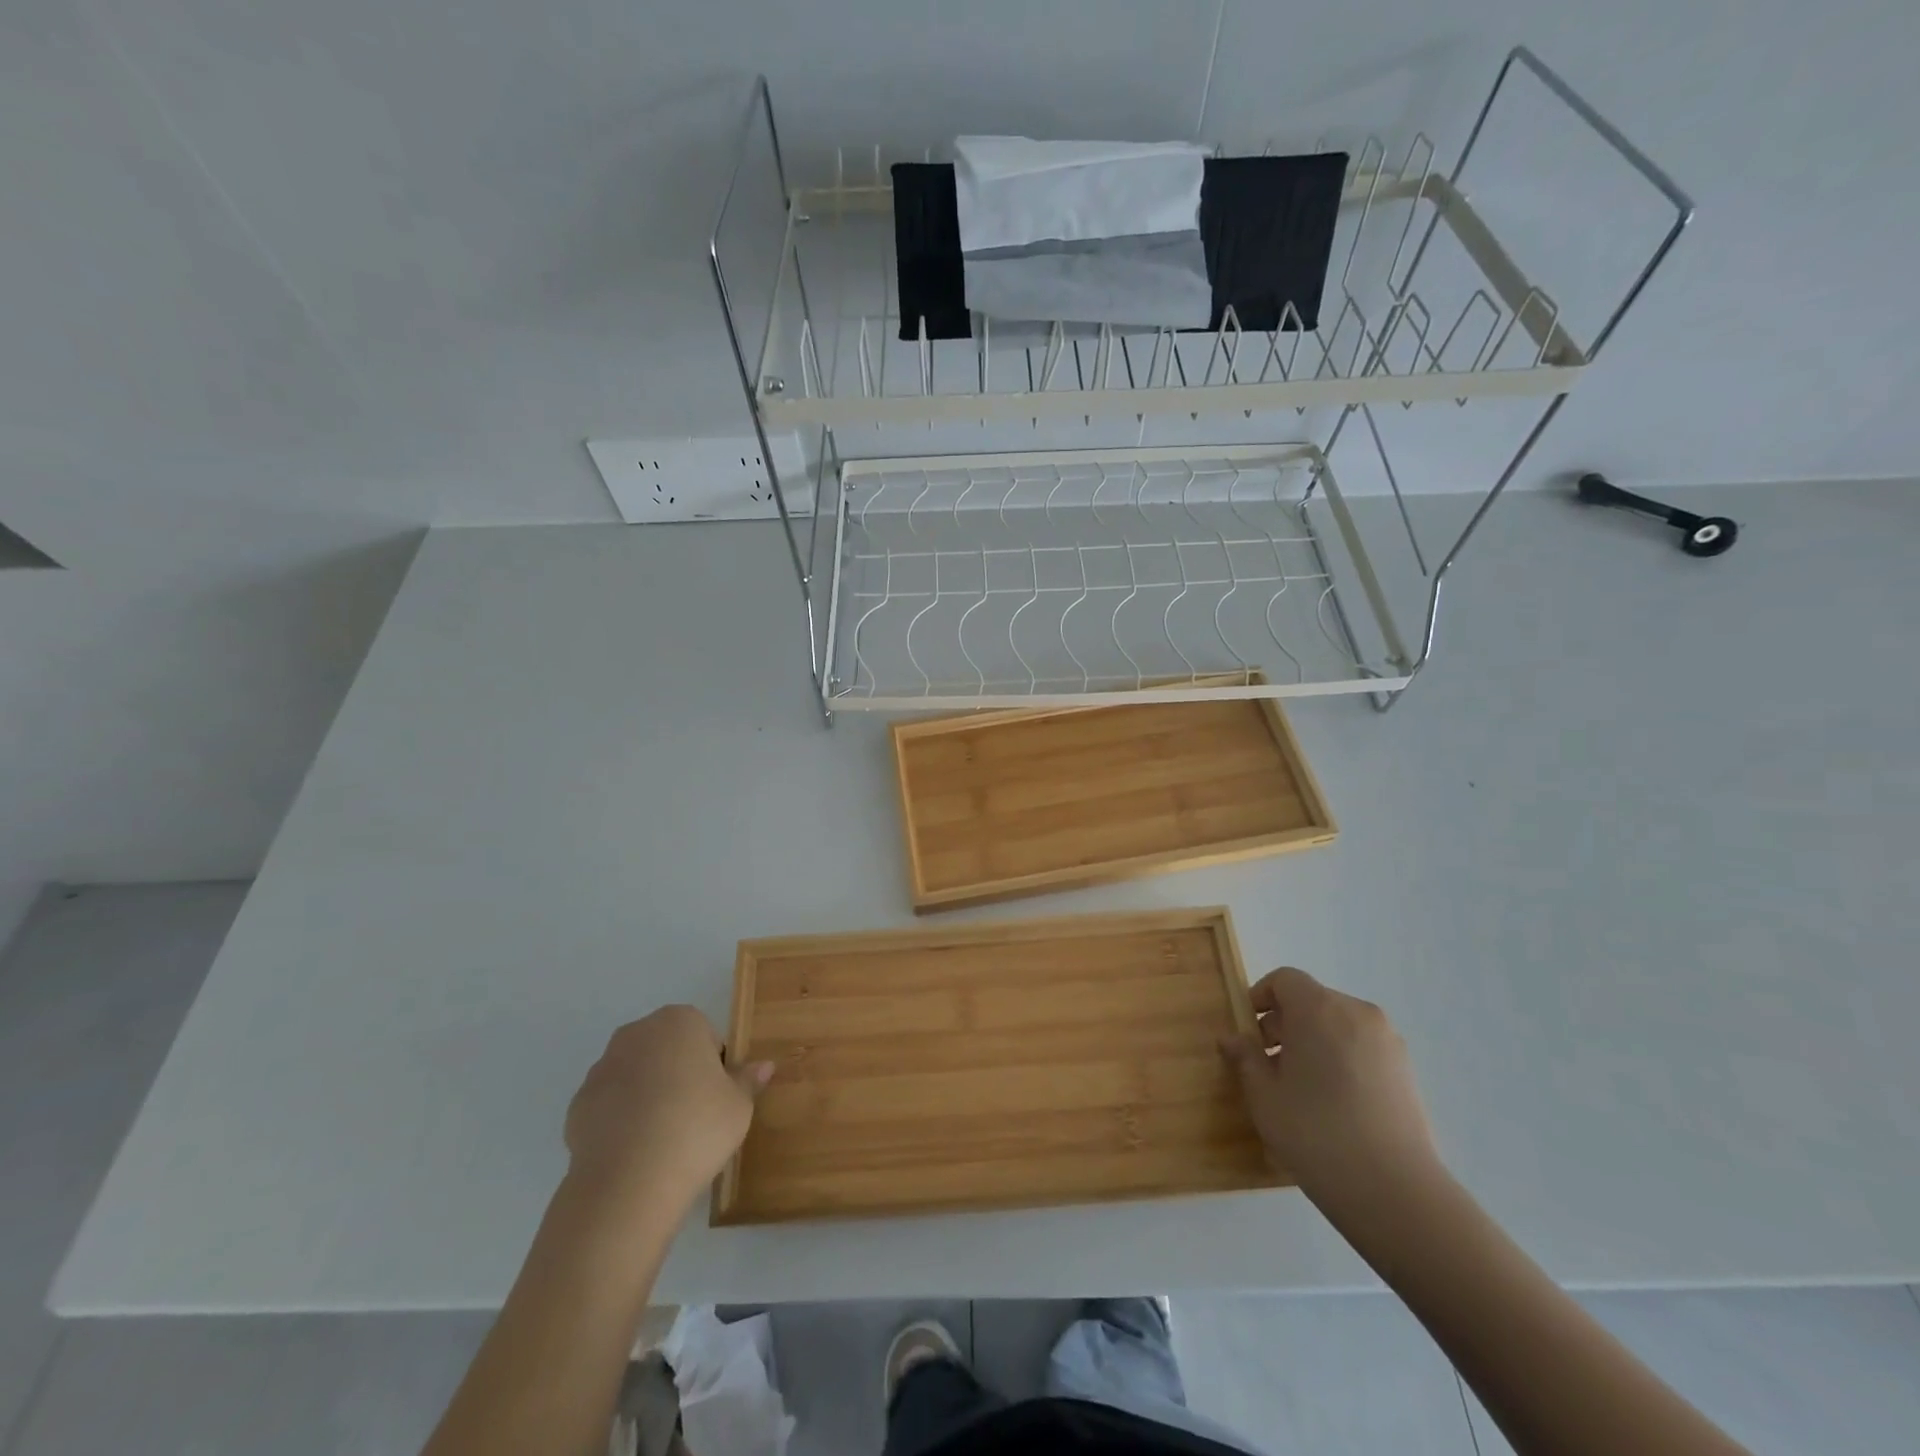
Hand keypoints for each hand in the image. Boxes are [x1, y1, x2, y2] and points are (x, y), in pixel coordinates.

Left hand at [564, 1006, 771, 1212]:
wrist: (627, 1183)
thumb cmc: (696, 1128)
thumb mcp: (738, 1106)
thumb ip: (749, 1080)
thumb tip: (764, 1065)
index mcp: (679, 1021)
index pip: (705, 1036)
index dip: (714, 1067)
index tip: (717, 1098)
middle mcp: (637, 1033)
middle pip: (667, 1049)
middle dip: (678, 1074)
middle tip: (694, 1116)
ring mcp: (601, 1067)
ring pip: (636, 1075)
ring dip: (648, 1095)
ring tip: (662, 1139)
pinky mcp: (577, 1105)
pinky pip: (609, 1105)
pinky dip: (621, 1120)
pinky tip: (634, 1151)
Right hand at [1220, 967, 1439, 1203]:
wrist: (1395, 1191)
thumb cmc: (1316, 1132)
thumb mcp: (1264, 1096)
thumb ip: (1246, 1058)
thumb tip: (1233, 1039)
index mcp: (1319, 1008)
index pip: (1285, 980)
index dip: (1260, 998)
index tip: (1248, 1031)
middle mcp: (1357, 1013)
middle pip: (1312, 1000)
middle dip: (1285, 1023)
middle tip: (1268, 1063)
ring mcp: (1388, 1042)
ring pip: (1338, 1024)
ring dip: (1313, 1041)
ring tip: (1300, 1087)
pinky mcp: (1406, 1071)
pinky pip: (1361, 1047)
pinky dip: (1340, 1058)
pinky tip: (1332, 1102)